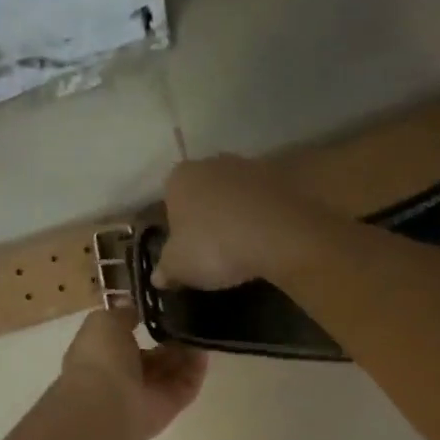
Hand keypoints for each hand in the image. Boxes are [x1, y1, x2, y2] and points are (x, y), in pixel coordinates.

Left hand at [61, 309, 207, 439]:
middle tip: (189, 316)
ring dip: (186, 350)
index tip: (164, 304)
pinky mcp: (168, 407)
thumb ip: (123, 313)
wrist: (108, 404)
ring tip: (202, 327)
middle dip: (170, 337)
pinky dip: (196, 369)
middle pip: (153, 355)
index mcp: (102, 354)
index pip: (126, 337)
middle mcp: (123, 375)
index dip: (144, 321)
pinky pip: (186, 386)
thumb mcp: (105, 322)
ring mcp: (147, 393)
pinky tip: (205, 348)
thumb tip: (136, 308)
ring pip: (172, 369)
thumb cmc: (101, 358)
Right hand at [149, 155, 320, 290]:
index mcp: (179, 178)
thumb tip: (158, 277)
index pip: (169, 199)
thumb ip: (165, 270)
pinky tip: (265, 240)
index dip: (176, 226)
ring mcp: (249, 166)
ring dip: (236, 214)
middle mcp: (212, 163)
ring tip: (242, 246)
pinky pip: (263, 201)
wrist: (278, 234)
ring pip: (235, 194)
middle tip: (212, 248)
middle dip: (206, 215)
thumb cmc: (214, 246)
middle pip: (203, 191)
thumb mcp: (179, 267)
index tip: (186, 249)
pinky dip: (262, 216)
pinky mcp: (281, 178)